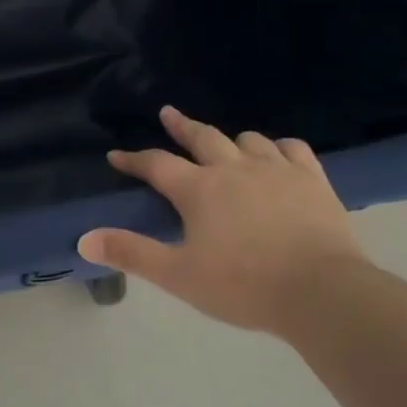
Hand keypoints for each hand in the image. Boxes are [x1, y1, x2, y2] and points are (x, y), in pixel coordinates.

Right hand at [77, 106, 370, 333]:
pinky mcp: (312, 179)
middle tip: (168, 113)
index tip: (116, 156)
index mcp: (199, 189)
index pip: (156, 164)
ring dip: (231, 140)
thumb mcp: (179, 275)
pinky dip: (279, 148)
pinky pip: (293, 150)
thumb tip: (84, 238)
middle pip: (201, 137)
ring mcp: (276, 170)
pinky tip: (278, 155)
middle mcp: (233, 168)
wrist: (322, 292)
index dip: (133, 159)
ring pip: (248, 140)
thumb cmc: (244, 285)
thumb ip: (132, 253)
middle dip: (181, 125)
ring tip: (226, 144)